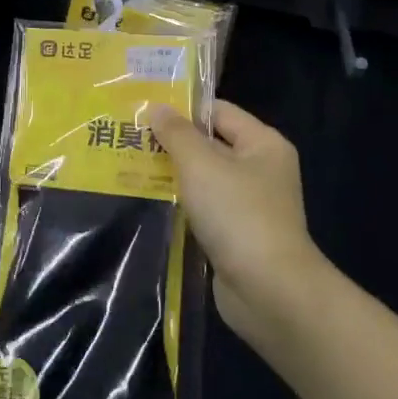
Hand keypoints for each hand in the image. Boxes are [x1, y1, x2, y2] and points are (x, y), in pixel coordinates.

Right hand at [147, 100, 324, 339]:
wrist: (268, 290)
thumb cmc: (237, 214)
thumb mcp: (201, 164)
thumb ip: (176, 133)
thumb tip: (157, 108)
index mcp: (263, 144)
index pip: (219, 111)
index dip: (182, 108)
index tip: (142, 110)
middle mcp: (261, 169)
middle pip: (210, 144)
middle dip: (172, 142)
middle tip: (129, 137)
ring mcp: (250, 204)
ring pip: (204, 178)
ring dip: (172, 174)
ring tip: (129, 165)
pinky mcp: (236, 235)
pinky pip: (203, 208)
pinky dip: (180, 203)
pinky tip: (149, 201)